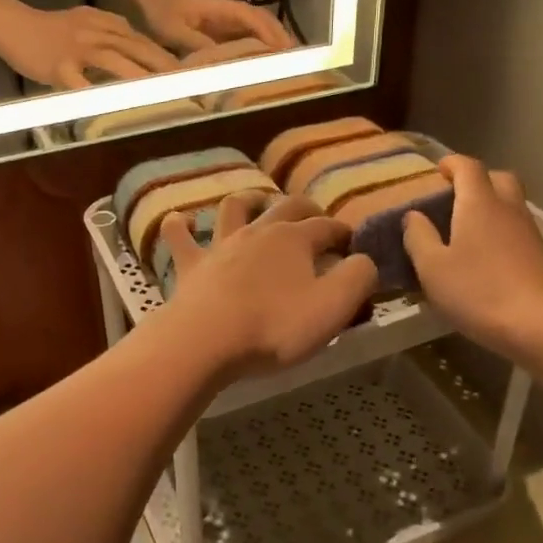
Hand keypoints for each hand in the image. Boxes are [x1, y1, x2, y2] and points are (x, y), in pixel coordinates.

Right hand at [0, 6, 178, 88]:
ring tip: (160, 93)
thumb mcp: (87, 24)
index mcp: (107, 24)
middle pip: (136, 48)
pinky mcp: (59, 66)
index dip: (166, 57)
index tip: (189, 73)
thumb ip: (114, 37)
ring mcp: (78, 48)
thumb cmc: (51, 30)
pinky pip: (80, 83)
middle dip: (164, 67)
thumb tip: (141, 53)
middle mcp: (97, 33)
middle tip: (188, 84)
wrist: (12, 24)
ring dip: (139, 77)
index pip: (144, 40)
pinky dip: (96, 95)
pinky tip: (112, 108)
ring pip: (114, 61)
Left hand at [140, 0, 295, 53]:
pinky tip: (260, 68)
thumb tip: (222, 62)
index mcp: (222, 10)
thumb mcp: (173, 29)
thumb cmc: (158, 9)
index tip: (286, 53)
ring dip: (271, 46)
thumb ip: (197, 44)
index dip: (271, 36)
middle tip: (298, 62)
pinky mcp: (217, 32)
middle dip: (281, 40)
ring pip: (256, 32)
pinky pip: (242, 41)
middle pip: (263, 24)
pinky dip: (255, 52)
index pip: (255, 20)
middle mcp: (228, 14)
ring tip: (287, 67)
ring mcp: (224, 23)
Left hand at [159, 194, 376, 379]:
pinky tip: (183, 220)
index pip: (328, 227)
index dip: (344, 233)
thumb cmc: (275, 326)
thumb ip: (358, 278)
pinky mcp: (190, 265)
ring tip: (255, 203)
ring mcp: (220, 245)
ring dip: (247, 201)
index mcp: (295, 240)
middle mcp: (258, 232)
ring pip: (234, 208)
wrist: (207, 340)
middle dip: (306, 208)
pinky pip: (180, 236)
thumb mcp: (334, 307)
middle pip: (286, 207)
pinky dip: (181, 224)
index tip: (353, 245)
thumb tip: (363, 260)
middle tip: (315, 216)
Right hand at [401, 156, 542, 355]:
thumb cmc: (479, 291)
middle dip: (477, 180)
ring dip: (490, 206)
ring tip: (465, 228)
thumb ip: (419, 237)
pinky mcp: (542, 256)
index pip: (468, 167)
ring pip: (511, 204)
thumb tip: (413, 215)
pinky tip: (486, 256)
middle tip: (454, 196)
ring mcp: (530, 232)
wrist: (542, 326)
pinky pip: (517, 229)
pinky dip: (500, 230)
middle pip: (498, 178)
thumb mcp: (432, 268)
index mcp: (479, 204)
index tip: (437, 170)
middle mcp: (508, 209)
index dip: (451, 163)